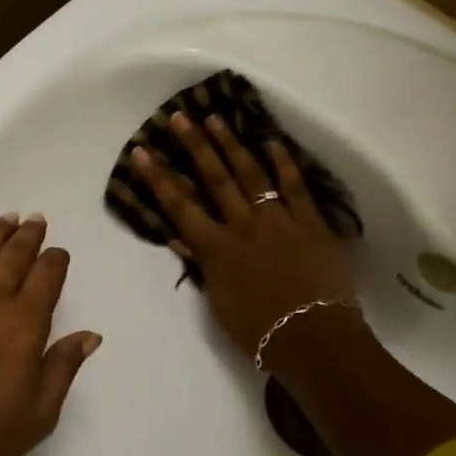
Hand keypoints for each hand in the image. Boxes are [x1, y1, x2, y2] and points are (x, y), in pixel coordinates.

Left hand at [0, 206, 100, 455]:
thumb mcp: (38, 414)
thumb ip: (63, 368)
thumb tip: (90, 335)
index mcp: (25, 325)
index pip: (47, 279)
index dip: (55, 262)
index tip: (58, 253)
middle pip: (15, 256)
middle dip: (29, 237)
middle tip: (37, 221)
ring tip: (10, 216)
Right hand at [133, 113, 355, 360]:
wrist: (313, 338)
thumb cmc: (258, 330)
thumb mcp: (218, 302)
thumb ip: (201, 266)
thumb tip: (180, 238)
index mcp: (216, 248)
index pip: (179, 207)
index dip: (158, 178)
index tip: (142, 151)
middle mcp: (243, 225)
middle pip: (214, 178)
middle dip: (194, 146)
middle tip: (179, 117)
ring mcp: (279, 220)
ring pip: (251, 174)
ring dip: (231, 145)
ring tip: (216, 119)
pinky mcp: (312, 223)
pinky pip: (296, 187)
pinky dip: (284, 163)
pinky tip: (272, 141)